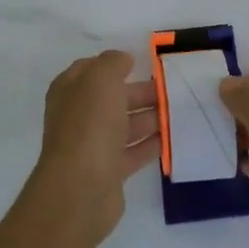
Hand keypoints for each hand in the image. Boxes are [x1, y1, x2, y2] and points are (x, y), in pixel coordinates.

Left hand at [26, 50, 160, 243]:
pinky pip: (133, 152)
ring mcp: (92, 145)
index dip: (114, 64)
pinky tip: (172, 138)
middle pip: (112, 98)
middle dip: (140, 92)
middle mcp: (78, 116)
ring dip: (149, 118)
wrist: (81, 188)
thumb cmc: (90, 125)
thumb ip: (113, 63)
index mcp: (69, 91)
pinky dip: (150, 144)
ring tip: (179, 112)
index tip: (142, 63)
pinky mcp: (108, 171)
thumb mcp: (101, 80)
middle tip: (171, 90)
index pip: (91, 70)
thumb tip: (123, 60)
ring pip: (124, 125)